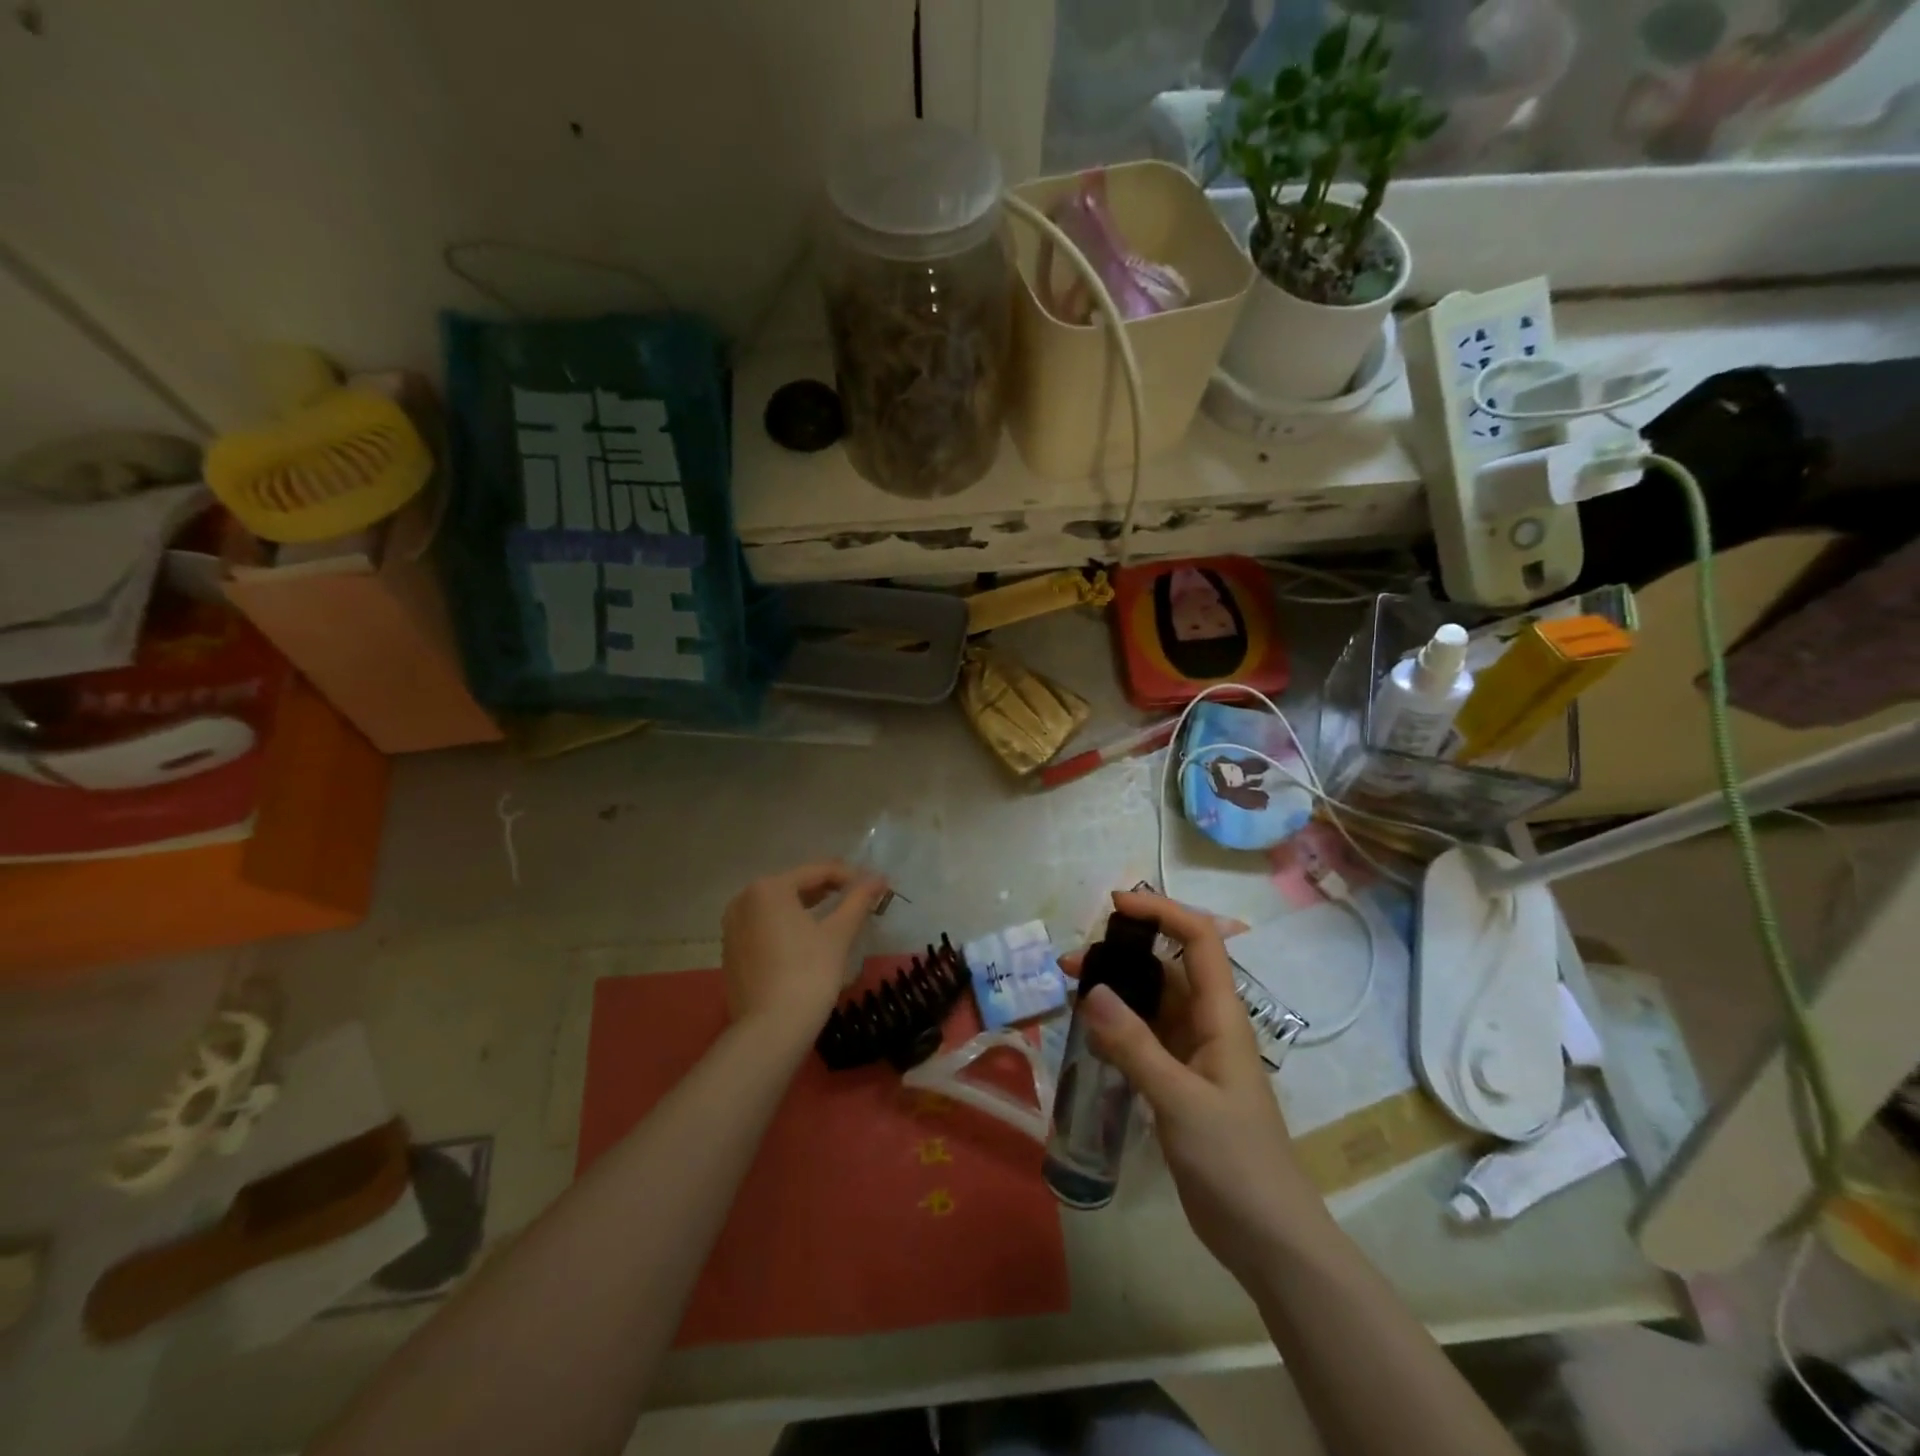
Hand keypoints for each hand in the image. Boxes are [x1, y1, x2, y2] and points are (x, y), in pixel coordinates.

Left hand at [720, 862, 887, 1032]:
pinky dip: (788, 927)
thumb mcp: (838, 933)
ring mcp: (733, 927)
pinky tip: (808, 940)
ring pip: (778, 907)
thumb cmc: (808, 973)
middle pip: (795, 886)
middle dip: (828, 890)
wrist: (770, 1030)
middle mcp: (744, 900)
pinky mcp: (731, 952)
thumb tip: (879, 878)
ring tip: (837, 916)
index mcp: (768, 888)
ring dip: (808, 908)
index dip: (850, 876)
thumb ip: (858, 900)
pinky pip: (765, 927)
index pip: (817, 872)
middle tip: (858, 899)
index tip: (875, 886)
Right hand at [1073, 889, 1325, 1280]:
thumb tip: (1092, 991)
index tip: (1115, 907)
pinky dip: (1117, 1029)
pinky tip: (1089, 1036)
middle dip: (1123, 954)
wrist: (1268, 1240)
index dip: (1162, 912)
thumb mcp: (1181, 1101)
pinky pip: (1145, 1039)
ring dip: (1116, 992)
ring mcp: (1194, 1055)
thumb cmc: (1235, 1162)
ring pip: (1152, 1004)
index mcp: (1222, 1016)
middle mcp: (1208, 1025)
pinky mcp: (1180, 1083)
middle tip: (1071, 963)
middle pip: (1167, 968)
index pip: (1199, 940)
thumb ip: (1135, 1045)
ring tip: (1071, 994)